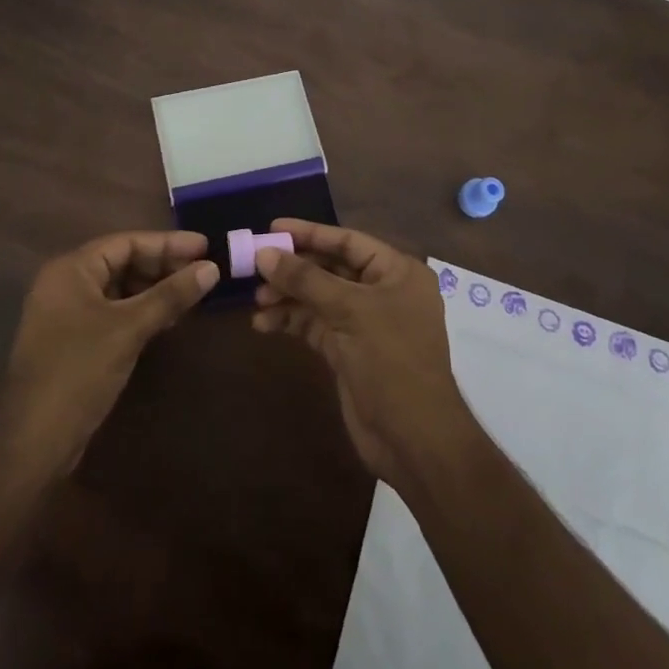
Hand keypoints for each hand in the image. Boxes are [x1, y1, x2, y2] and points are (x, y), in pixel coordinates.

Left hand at [0, 230, 217, 472]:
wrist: (33, 441)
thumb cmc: (79, 370)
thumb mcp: (130, 328)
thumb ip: (170, 295)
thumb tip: (212, 269)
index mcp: (71, 269)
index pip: (126, 242)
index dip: (168, 243)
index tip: (205, 247)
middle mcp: (65, 283)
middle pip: (122, 262)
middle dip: (163, 266)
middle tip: (203, 272)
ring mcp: (67, 313)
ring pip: (119, 289)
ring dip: (154, 290)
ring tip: (191, 295)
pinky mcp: (73, 340)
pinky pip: (113, 312)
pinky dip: (140, 311)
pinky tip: (167, 319)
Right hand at [252, 219, 474, 487]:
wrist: (413, 440)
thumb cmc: (391, 361)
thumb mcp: (349, 311)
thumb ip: (306, 279)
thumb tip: (264, 253)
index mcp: (397, 272)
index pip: (347, 241)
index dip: (309, 233)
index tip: (271, 228)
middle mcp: (382, 291)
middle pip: (330, 268)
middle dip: (293, 269)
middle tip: (254, 266)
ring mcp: (365, 322)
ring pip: (319, 297)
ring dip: (288, 296)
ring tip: (257, 300)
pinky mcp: (348, 350)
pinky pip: (315, 324)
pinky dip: (291, 321)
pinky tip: (264, 323)